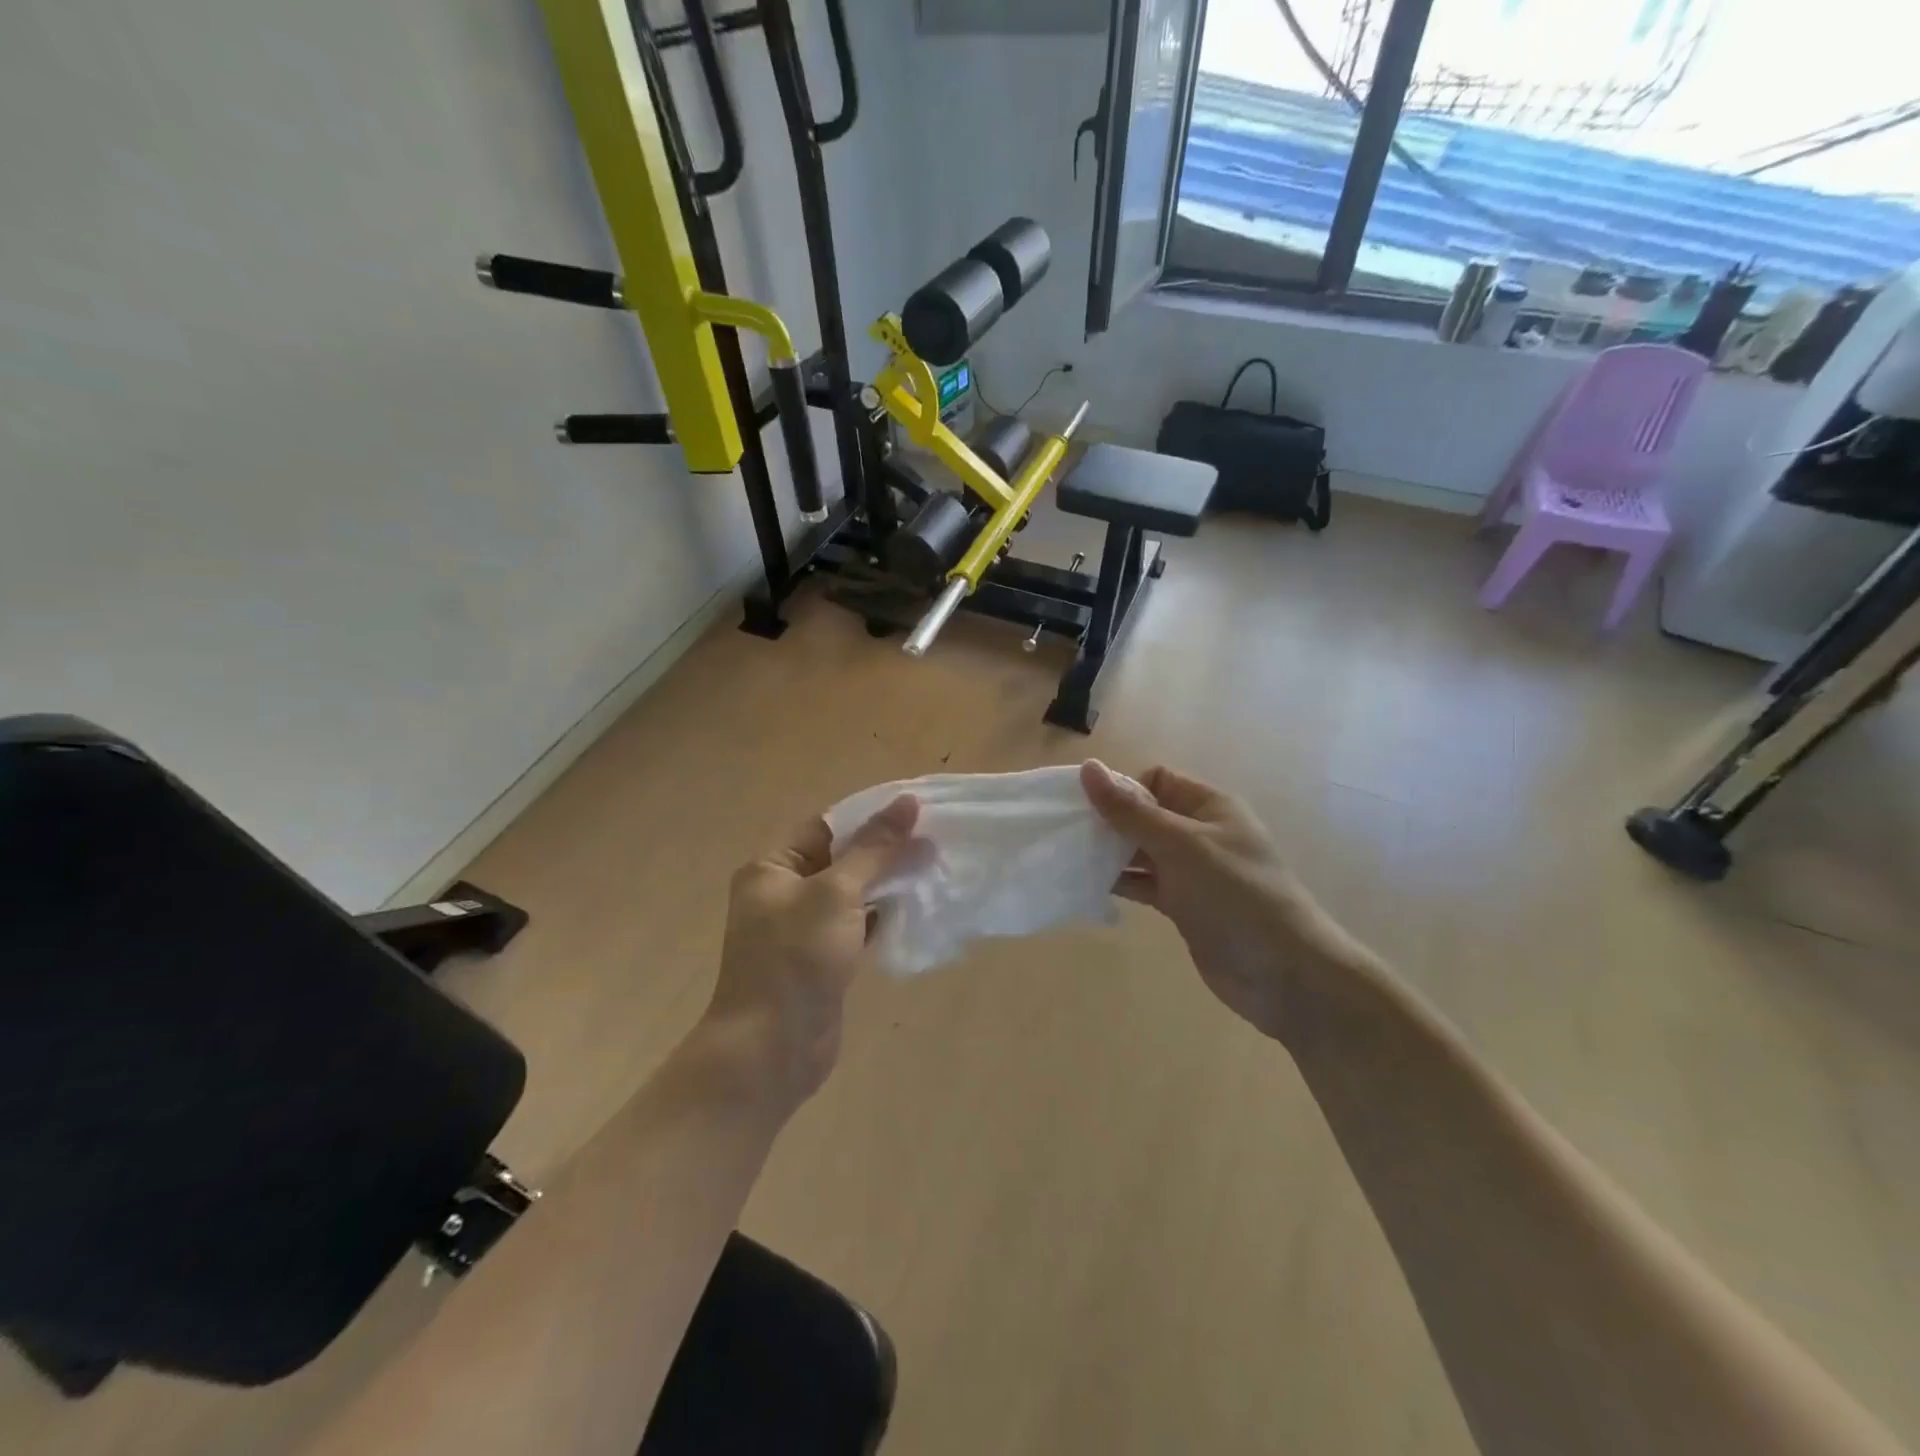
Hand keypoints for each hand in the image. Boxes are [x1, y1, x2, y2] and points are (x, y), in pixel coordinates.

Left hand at [704, 796, 922, 1109]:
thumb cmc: (796, 959)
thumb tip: (907, 802)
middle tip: (934, 840)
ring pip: (852, 894)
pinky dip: (883, 916)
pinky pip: (856, 925)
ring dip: (887, 883)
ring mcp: (803, 929)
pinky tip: (916, 908)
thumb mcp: (836, 893)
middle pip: (841, 858)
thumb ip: (874, 849)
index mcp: (772, 867)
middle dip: (884, 851)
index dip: (869, 817)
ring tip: (933, 868)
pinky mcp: (822, 959)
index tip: (915, 811)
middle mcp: (783, 892)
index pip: (826, 826)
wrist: (771, 1050)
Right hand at [1081, 761, 1359, 1044]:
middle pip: (1144, 815)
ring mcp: (1192, 872)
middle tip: (1067, 835)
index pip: (1156, 780)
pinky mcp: (1183, 906)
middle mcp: (1199, 833)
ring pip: (1140, 852)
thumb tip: (1088, 767)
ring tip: (1069, 859)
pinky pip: (1144, 884)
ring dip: (1109, 854)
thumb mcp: (1181, 845)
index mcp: (1209, 806)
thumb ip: (1131, 810)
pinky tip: (1088, 886)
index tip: (1088, 809)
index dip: (1122, 788)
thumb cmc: (1235, 894)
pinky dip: (1119, 883)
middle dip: (1109, 822)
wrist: (1284, 973)